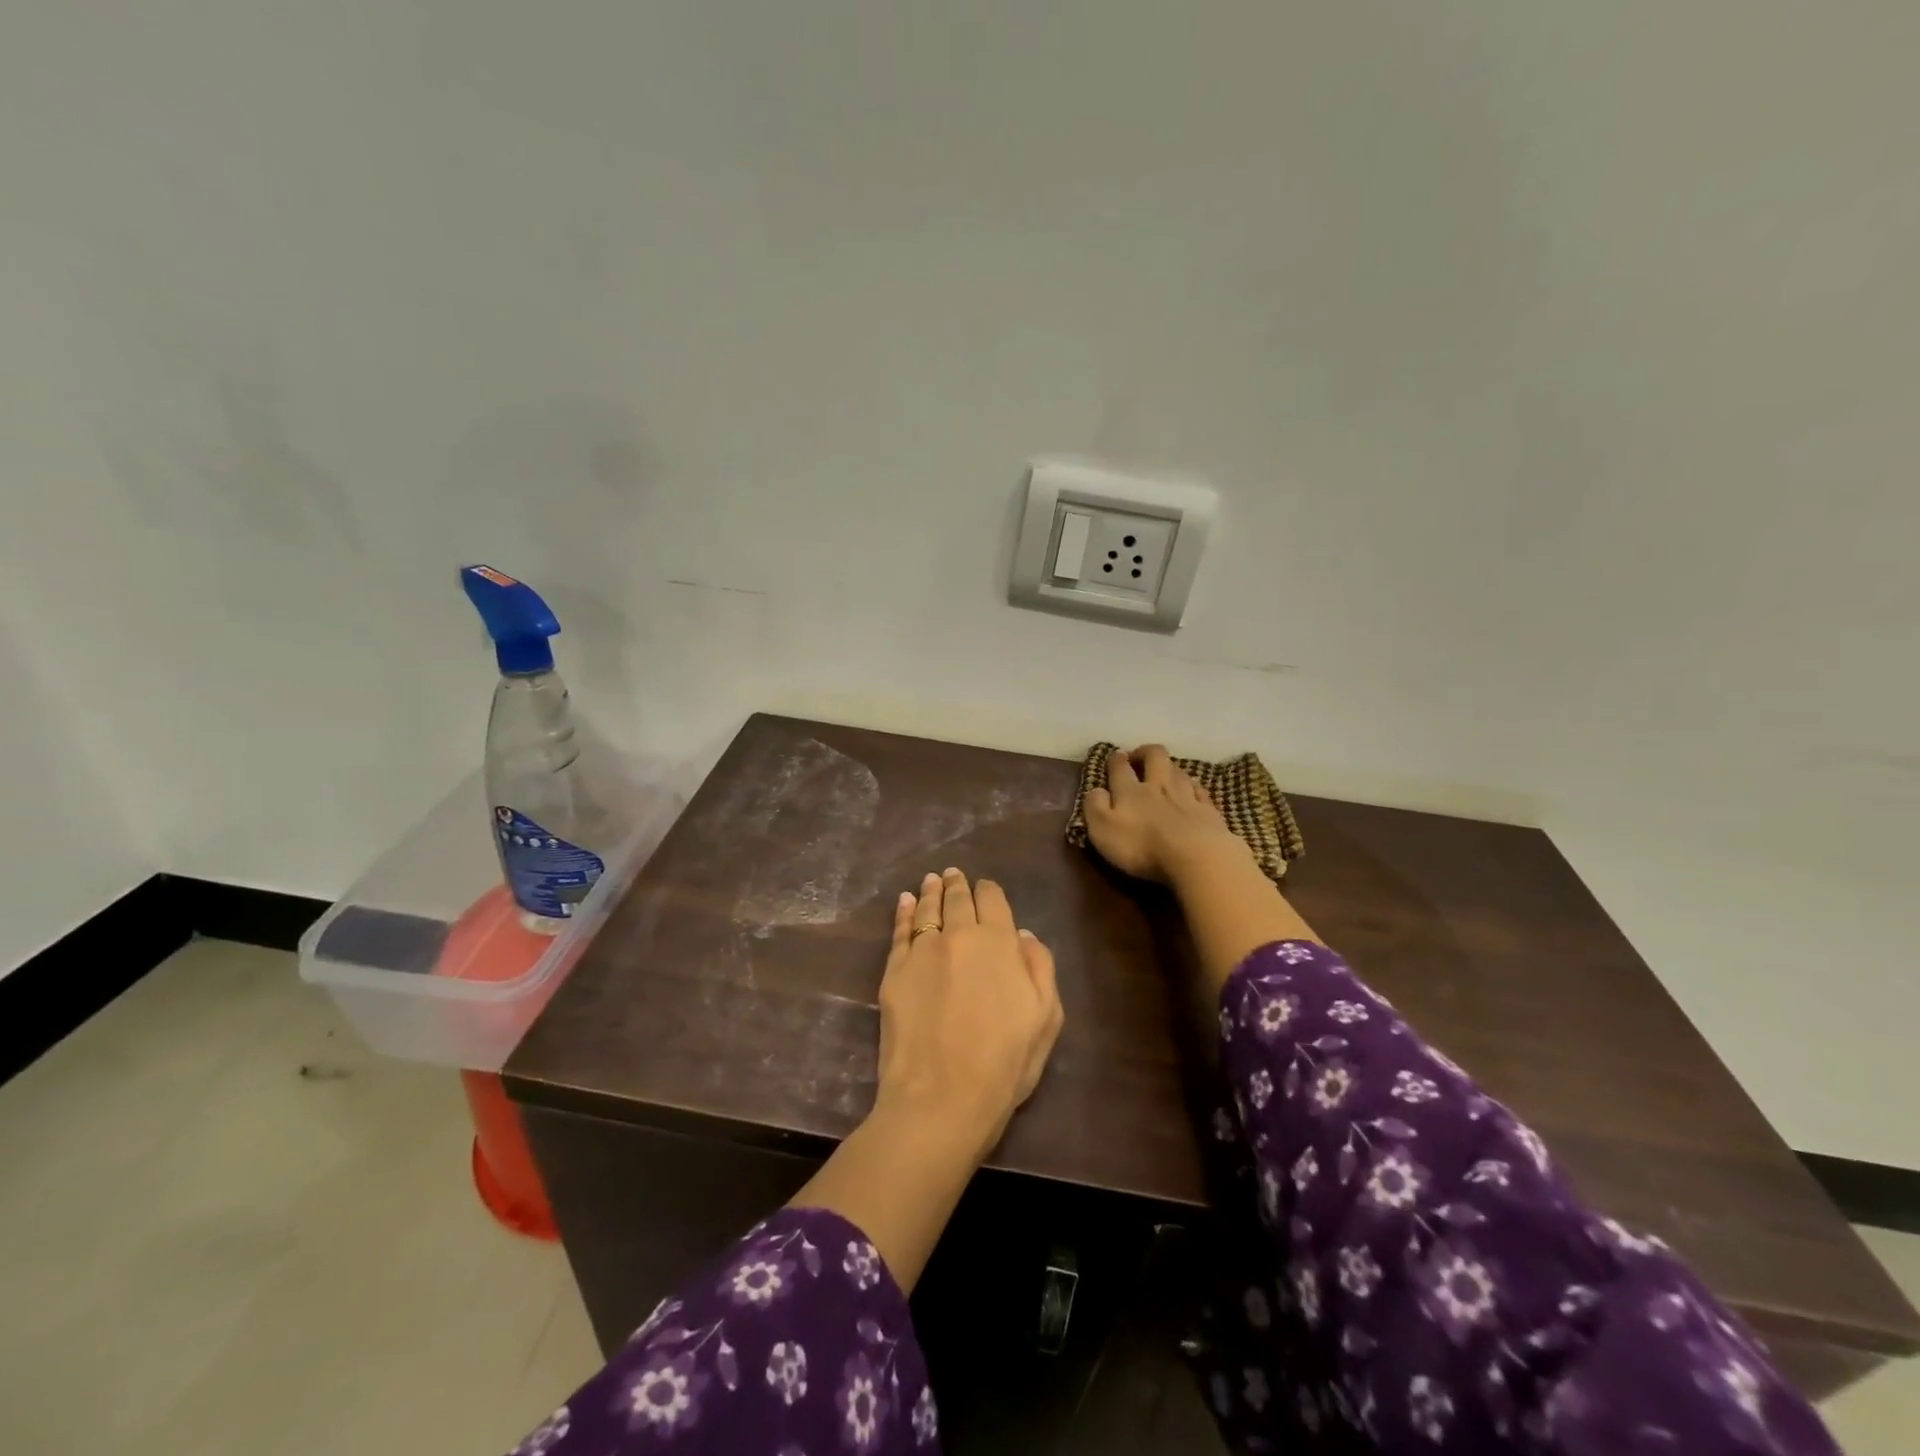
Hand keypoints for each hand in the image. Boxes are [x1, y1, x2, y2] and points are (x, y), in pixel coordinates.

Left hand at [875, 868, 1063, 1157]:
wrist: (941, 1098)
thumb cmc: (1004, 1064)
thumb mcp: (1045, 1018)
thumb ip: (1039, 967)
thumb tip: (1021, 935)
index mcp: (999, 943)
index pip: (993, 900)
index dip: (989, 891)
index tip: (986, 888)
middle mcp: (959, 935)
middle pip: (957, 899)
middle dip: (957, 884)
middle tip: (953, 874)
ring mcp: (922, 951)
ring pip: (927, 909)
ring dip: (930, 891)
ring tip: (931, 880)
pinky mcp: (894, 971)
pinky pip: (899, 932)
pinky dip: (902, 912)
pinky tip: (904, 902)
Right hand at [1085, 745, 1251, 884]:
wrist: (1197, 857)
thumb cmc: (1142, 847)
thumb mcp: (1103, 830)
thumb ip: (1095, 807)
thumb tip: (1096, 790)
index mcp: (1130, 791)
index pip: (1120, 767)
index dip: (1116, 760)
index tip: (1115, 756)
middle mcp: (1159, 786)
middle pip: (1154, 756)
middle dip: (1145, 752)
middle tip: (1139, 756)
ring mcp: (1187, 796)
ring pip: (1178, 771)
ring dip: (1169, 767)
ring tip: (1164, 773)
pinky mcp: (1209, 811)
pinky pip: (1200, 791)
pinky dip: (1193, 787)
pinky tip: (1192, 791)